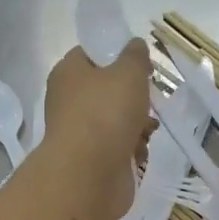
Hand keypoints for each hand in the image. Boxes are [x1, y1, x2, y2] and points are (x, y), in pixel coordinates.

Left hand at [41, 40, 152, 219]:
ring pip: (115, 120)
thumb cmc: (106, 113)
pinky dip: (131, 149)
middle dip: (133, 96)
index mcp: (69, 72)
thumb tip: (135, 46)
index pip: (91, 54)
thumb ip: (135, 55)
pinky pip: (117, 147)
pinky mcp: (91, 159)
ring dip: (138, 124)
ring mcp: (79, 132)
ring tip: (148, 130)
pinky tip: (139, 152)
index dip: (117, 55)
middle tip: (149, 99)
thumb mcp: (128, 72)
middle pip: (107, 90)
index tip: (141, 65)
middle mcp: (68, 100)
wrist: (89, 173)